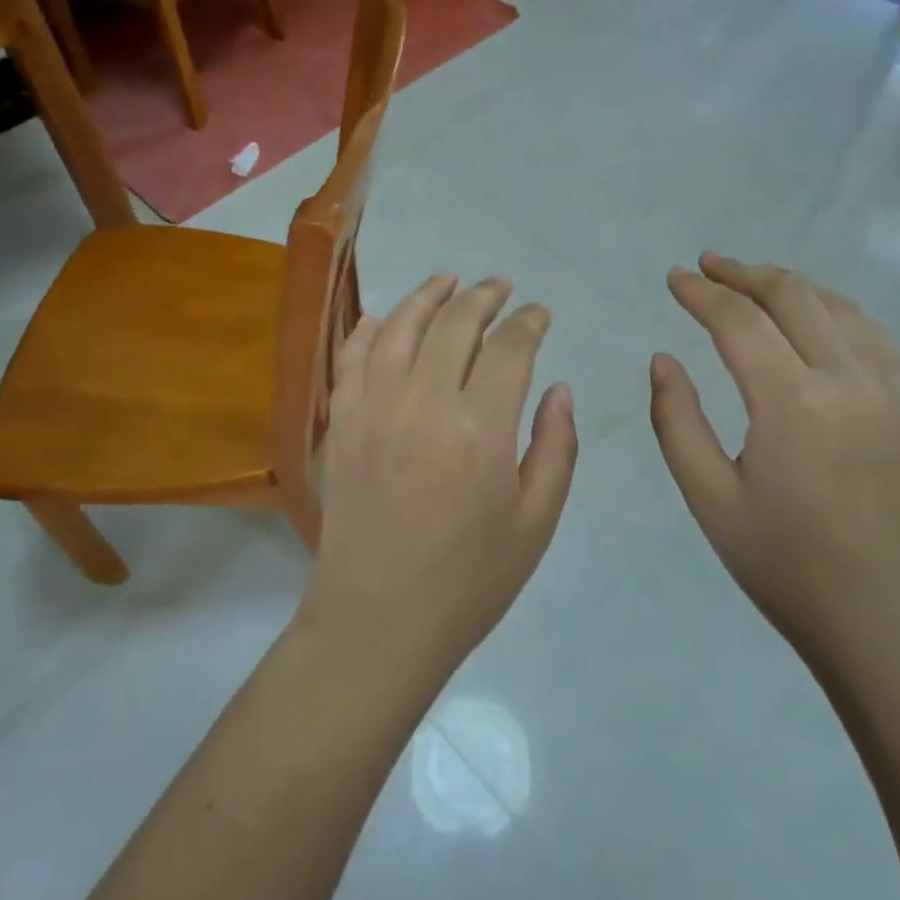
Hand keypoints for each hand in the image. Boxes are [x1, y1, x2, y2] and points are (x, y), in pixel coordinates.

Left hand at [299, 274, 578, 678]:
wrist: (378, 619)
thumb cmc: (469, 581)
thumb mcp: (536, 523)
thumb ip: (555, 447)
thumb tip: (559, 388)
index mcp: (481, 429)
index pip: (510, 348)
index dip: (529, 322)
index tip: (539, 314)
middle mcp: (424, 402)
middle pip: (455, 324)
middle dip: (484, 297)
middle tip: (500, 286)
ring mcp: (374, 407)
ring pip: (401, 326)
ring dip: (428, 295)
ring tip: (449, 280)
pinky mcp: (341, 421)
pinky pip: (353, 356)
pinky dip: (371, 327)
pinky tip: (386, 316)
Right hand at [649, 254, 899, 665]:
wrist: (895, 630)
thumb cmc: (789, 568)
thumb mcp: (710, 500)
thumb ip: (677, 421)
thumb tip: (664, 360)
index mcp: (793, 403)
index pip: (739, 321)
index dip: (701, 293)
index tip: (673, 278)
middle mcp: (848, 382)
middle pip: (793, 296)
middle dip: (743, 273)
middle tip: (705, 266)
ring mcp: (890, 394)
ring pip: (838, 307)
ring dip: (790, 284)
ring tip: (751, 281)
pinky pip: (873, 336)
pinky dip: (835, 310)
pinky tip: (816, 316)